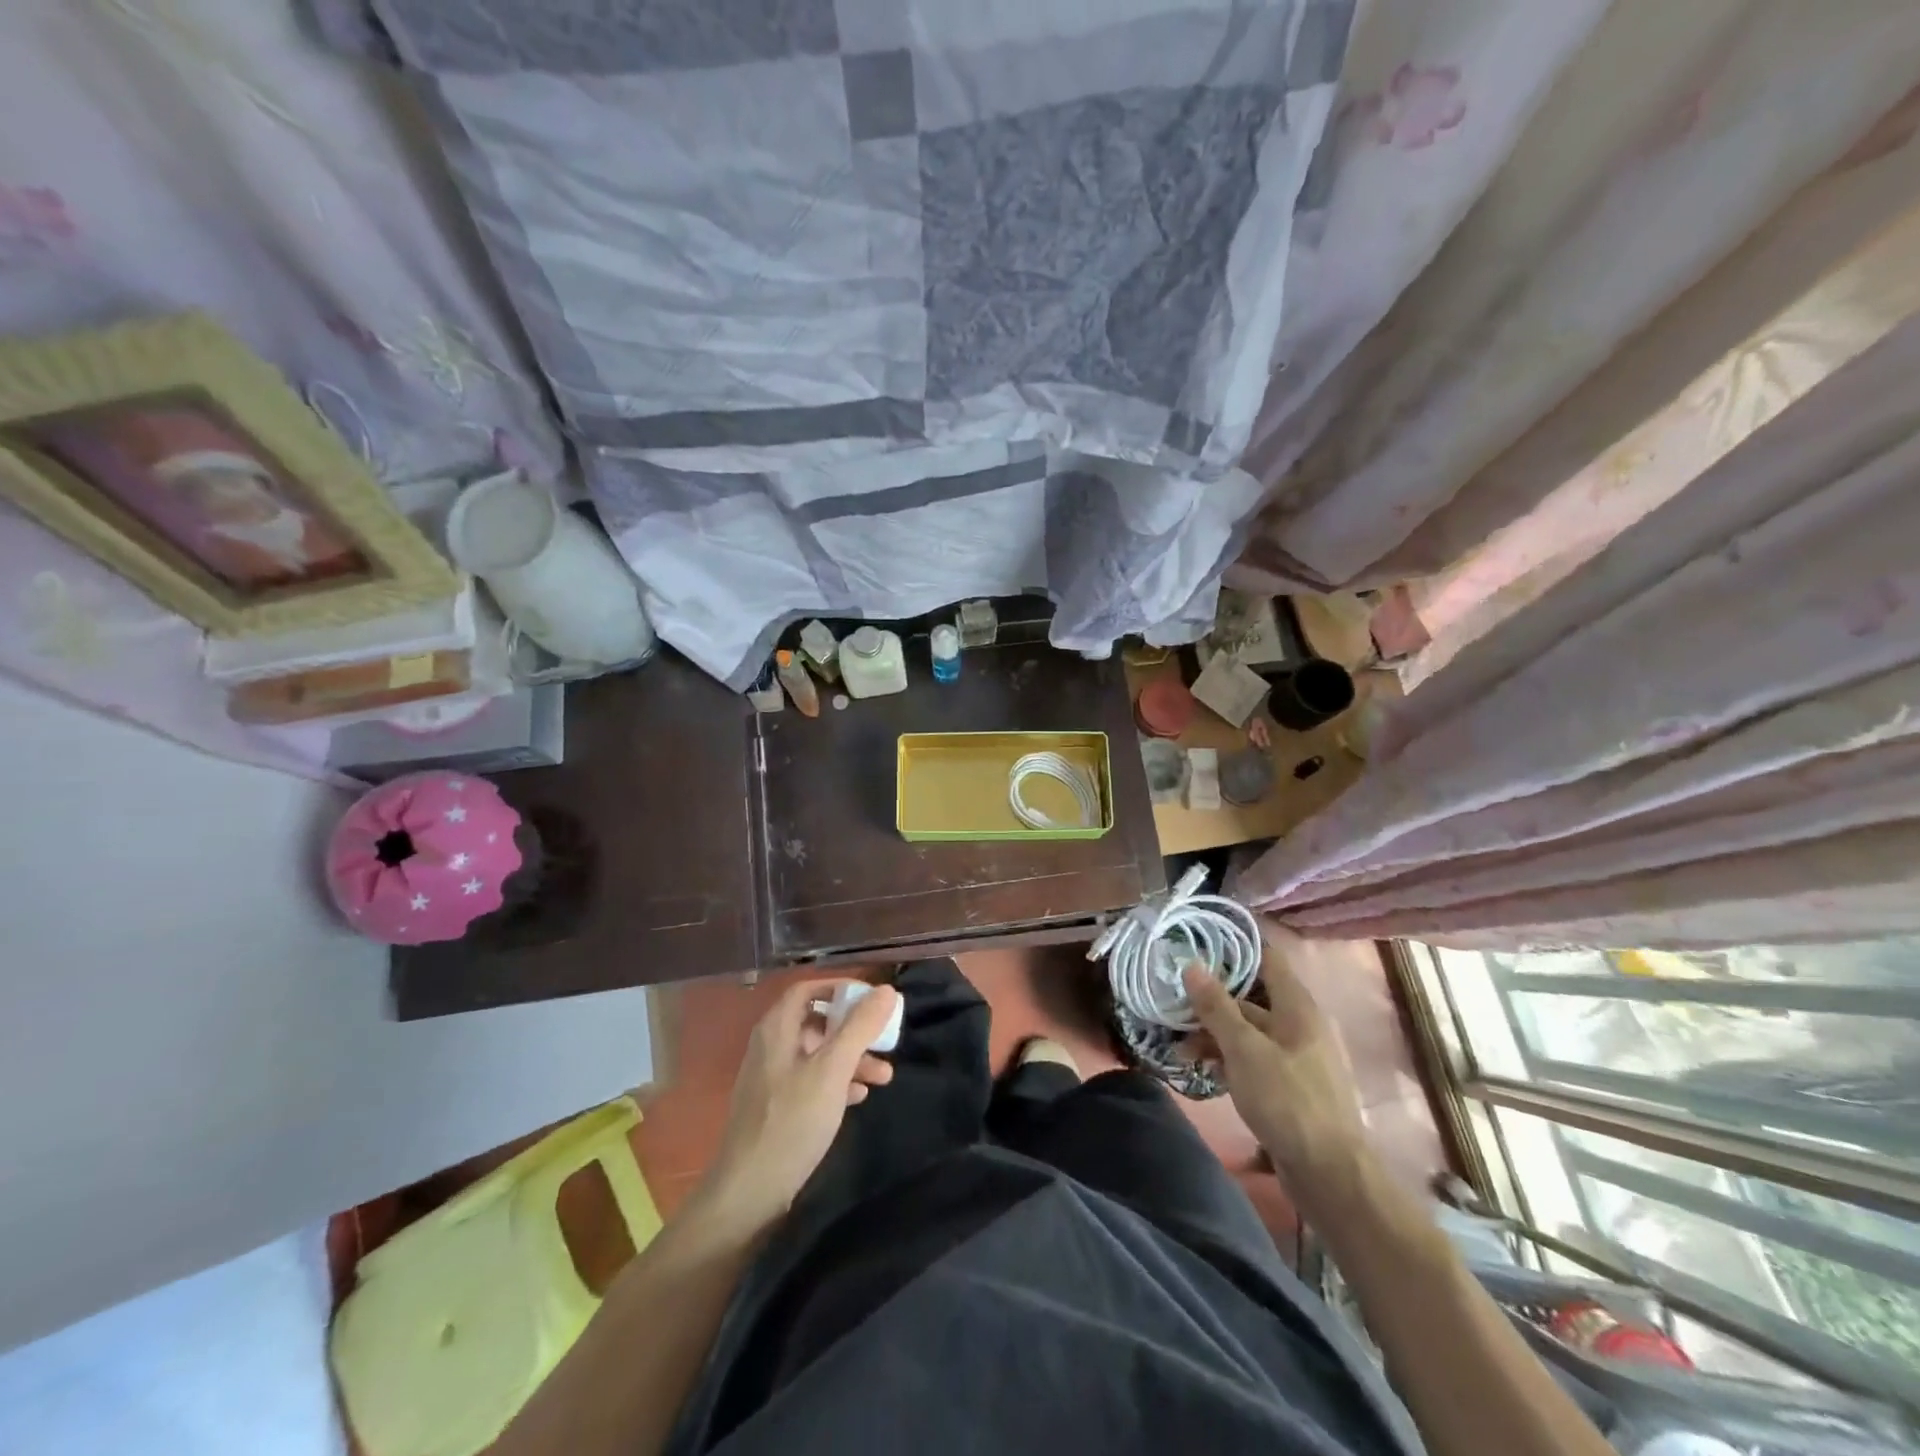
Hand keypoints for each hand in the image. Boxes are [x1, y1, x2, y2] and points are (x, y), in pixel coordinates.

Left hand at [699, 979, 898, 1230]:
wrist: (748, 1193)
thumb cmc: (792, 1121)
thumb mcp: (832, 1070)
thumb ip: (859, 1028)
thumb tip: (887, 990)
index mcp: (777, 1029)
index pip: (808, 989)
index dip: (841, 989)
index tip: (873, 999)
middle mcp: (771, 1046)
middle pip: (817, 1022)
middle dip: (854, 1030)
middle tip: (885, 1042)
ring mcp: (771, 1078)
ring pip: (817, 1054)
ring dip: (851, 1059)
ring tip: (883, 1077)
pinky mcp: (775, 1108)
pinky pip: (811, 1081)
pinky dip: (837, 1082)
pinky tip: (859, 1097)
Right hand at [1182, 921, 1366, 1198]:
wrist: (1329, 1174)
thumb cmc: (1287, 1101)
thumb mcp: (1244, 1050)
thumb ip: (1217, 1007)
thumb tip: (1191, 964)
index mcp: (1296, 1006)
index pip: (1265, 957)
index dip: (1234, 945)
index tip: (1196, 941)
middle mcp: (1297, 1023)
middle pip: (1250, 994)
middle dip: (1211, 994)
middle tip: (1171, 994)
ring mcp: (1293, 1054)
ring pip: (1247, 1028)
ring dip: (1213, 1030)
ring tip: (1176, 1040)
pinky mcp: (1286, 1083)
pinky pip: (1251, 1056)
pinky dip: (1225, 1055)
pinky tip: (1198, 1065)